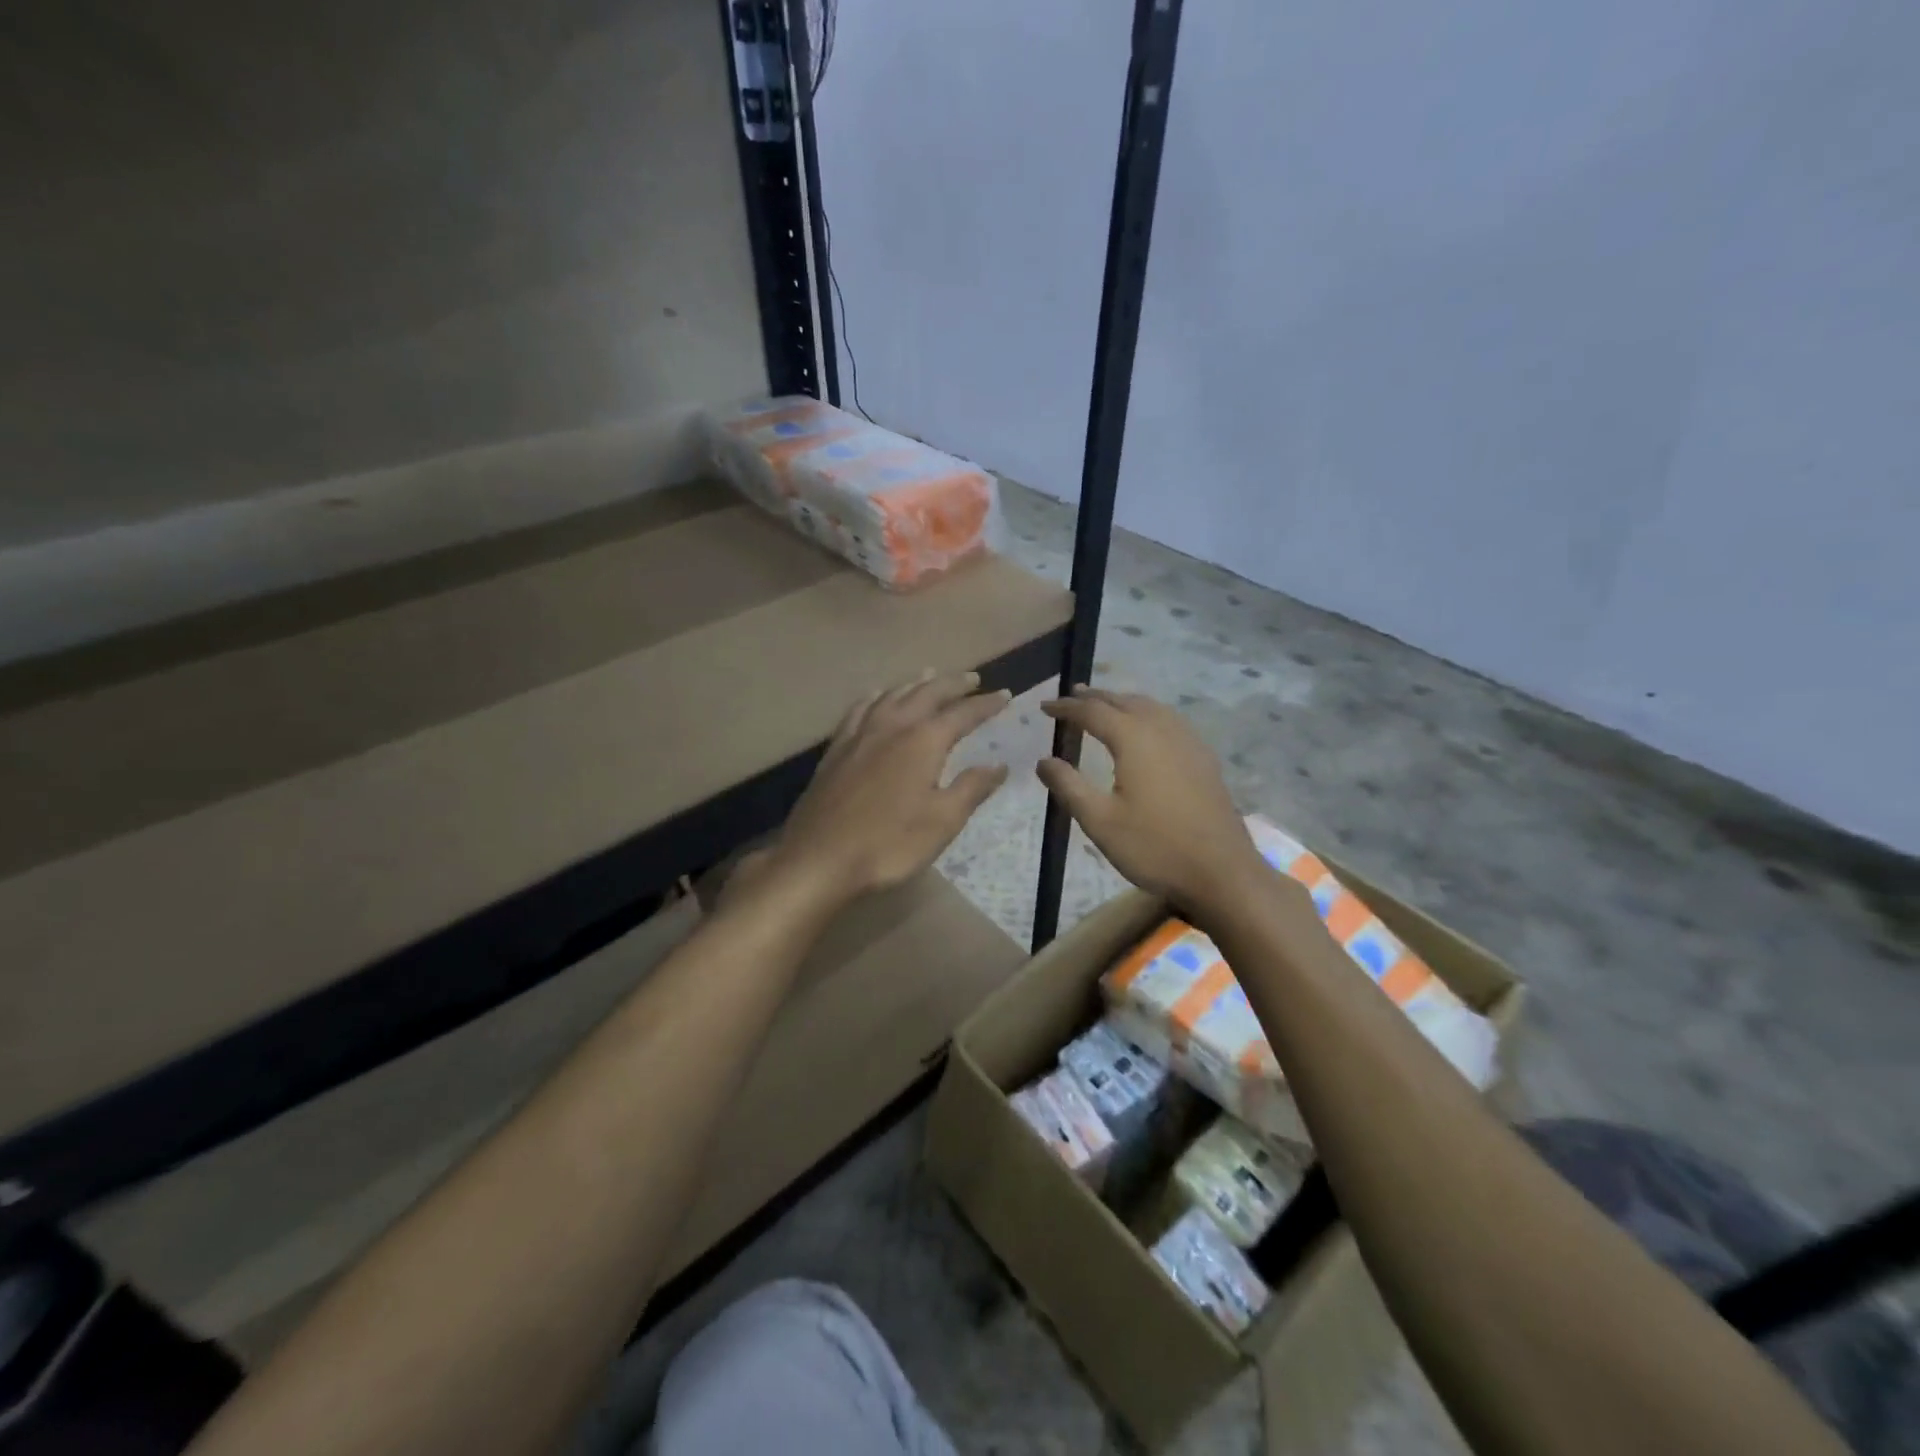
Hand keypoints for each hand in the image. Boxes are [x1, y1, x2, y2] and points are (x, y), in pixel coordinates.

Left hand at [759, 671, 1011, 910]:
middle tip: (972, 679)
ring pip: (893, 694)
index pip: (963, 714)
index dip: (986, 704)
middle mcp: (893, 726)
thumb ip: (972, 788)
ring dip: (916, 683)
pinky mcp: (836, 748)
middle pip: (927, 693)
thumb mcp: (943, 821)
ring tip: (930, 676)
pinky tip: (878, 698)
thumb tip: (998, 764)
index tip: (1006, 694)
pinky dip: (877, 696)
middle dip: (953, 684)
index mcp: (923, 741)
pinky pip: (861, 708)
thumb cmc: (889, 844)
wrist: (819, 858)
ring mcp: (860, 734)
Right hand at [1037, 686, 1268, 914]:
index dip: (1066, 707)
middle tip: (1071, 697)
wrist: (1221, 872)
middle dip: (1095, 697)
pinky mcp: (1204, 758)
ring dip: (1123, 702)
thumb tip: (1043, 761)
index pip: (1093, 711)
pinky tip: (1146, 730)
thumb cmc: (1154, 847)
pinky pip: (1170, 720)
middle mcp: (1162, 730)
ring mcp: (1189, 742)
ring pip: (1150, 707)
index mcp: (1134, 739)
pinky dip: (1147, 714)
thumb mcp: (1099, 821)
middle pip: (1124, 701)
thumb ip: (1068, 786)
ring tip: (1104, 705)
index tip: (1044, 707)